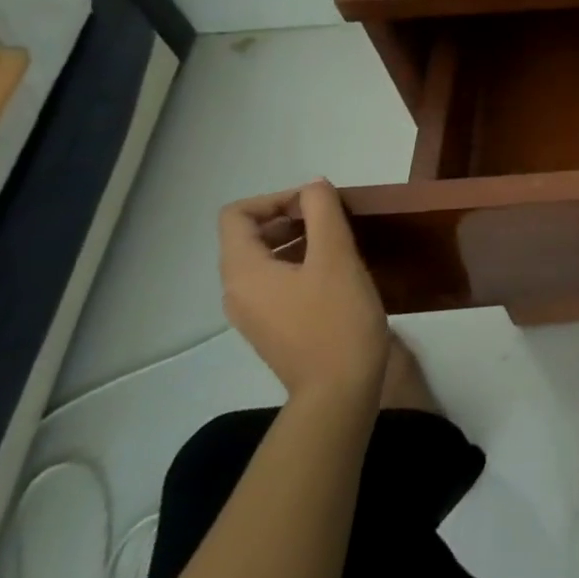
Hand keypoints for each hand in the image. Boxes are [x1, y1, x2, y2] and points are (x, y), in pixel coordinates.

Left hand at [218, 180, 389, 403]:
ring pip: (266, 259)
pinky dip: (301, 264)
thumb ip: (322, 212)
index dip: (276, 198)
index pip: (237, 215)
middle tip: (334, 219)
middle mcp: (237, 291)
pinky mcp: (273, 327)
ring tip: (341, 242)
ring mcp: (253, 313)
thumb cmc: (337, 318)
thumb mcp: (336, 256)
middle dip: (291, 217)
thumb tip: (313, 187)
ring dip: (299, 239)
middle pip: (250, 235)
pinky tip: (337, 272)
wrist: (339, 390)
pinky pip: (277, 281)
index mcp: (243, 272)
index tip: (317, 205)